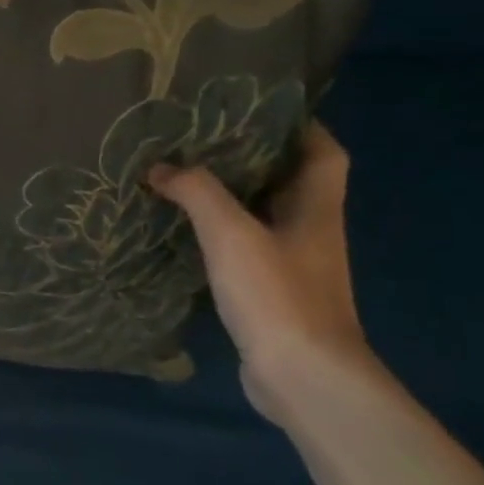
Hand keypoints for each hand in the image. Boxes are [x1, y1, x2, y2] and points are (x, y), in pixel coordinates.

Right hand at [149, 123, 377, 422]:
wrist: (302, 375)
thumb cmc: (277, 294)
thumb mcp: (232, 234)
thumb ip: (197, 193)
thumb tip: (160, 168)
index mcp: (315, 209)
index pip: (323, 152)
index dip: (300, 126)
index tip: (257, 109)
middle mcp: (311, 231)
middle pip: (289, 181)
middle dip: (253, 158)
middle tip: (202, 139)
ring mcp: (294, 265)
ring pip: (264, 216)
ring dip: (231, 197)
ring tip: (184, 179)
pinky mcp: (273, 293)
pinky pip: (246, 248)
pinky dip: (220, 235)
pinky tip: (186, 234)